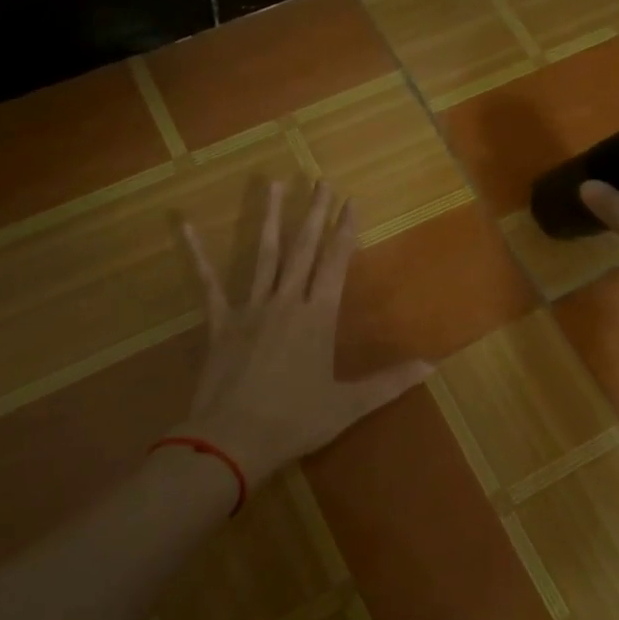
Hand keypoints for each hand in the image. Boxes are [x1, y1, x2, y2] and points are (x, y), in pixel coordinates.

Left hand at [174, 180, 433, 489]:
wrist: (233, 439)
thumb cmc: (295, 421)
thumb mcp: (349, 405)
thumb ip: (390, 382)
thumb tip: (432, 365)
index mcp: (318, 317)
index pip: (336, 263)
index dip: (345, 230)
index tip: (352, 200)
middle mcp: (286, 302)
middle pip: (304, 249)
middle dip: (315, 213)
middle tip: (321, 181)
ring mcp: (250, 308)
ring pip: (264, 255)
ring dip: (271, 218)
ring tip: (274, 183)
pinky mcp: (220, 322)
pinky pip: (208, 283)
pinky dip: (197, 253)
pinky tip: (186, 224)